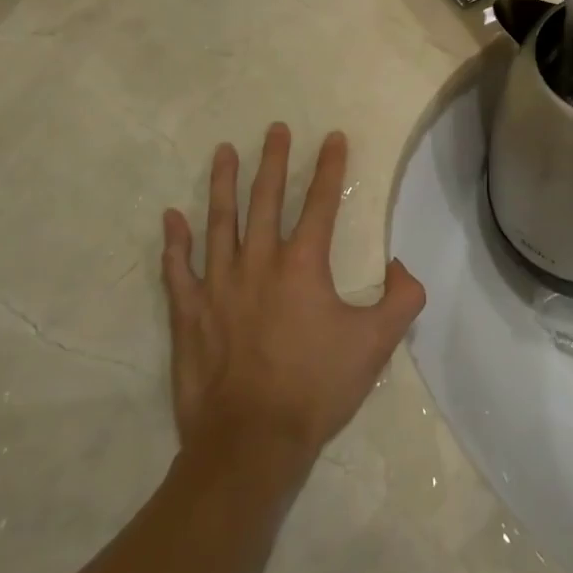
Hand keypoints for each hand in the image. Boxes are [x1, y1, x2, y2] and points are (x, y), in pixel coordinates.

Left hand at [161, 125, 425, 479]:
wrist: (250, 444)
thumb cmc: (316, 388)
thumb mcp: (377, 344)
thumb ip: (401, 298)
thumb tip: (400, 265)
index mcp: (303, 265)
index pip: (320, 202)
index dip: (329, 167)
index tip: (332, 136)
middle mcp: (258, 263)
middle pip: (265, 199)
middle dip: (273, 160)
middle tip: (274, 129)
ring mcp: (217, 286)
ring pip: (219, 222)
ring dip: (222, 184)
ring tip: (223, 151)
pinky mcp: (189, 314)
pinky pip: (177, 269)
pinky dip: (173, 242)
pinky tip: (170, 217)